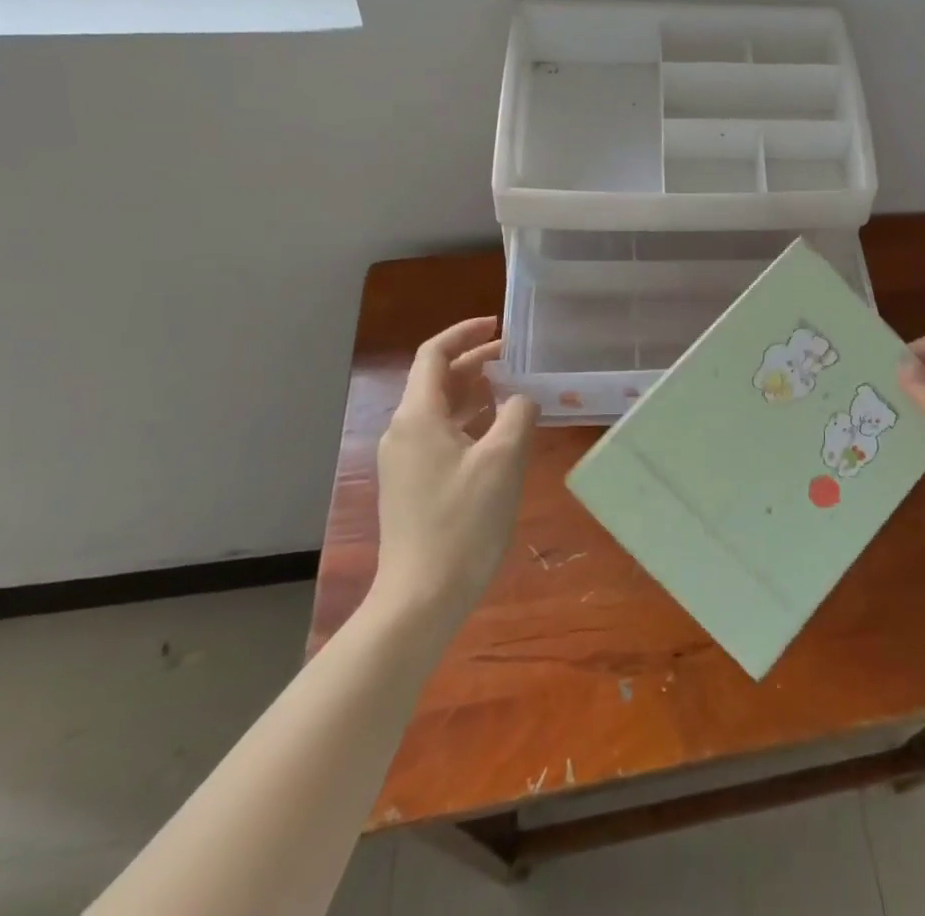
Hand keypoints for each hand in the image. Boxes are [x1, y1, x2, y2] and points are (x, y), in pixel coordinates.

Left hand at [371, 317, 536, 620]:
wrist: (421, 597)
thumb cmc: (463, 522)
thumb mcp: (503, 459)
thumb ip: (516, 414)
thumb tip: (521, 397)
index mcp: (417, 417)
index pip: (434, 354)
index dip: (465, 334)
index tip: (499, 326)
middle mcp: (403, 431)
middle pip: (436, 380)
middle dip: (475, 363)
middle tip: (517, 358)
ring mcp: (404, 461)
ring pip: (439, 409)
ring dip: (474, 392)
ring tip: (514, 389)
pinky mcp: (412, 485)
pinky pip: (440, 435)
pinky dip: (469, 421)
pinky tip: (498, 432)